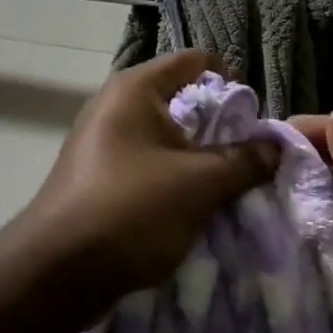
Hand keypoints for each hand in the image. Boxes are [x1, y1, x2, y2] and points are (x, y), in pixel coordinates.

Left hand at [19, 51, 280, 304]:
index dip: (229, 80)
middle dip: (217, 125)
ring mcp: (100, 141)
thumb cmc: (132, 209)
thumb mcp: (200, 184)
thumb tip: (275, 147)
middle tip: (246, 154)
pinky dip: (171, 176)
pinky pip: (144, 163)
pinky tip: (190, 205)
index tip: (253, 116)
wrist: (57, 272)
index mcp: (135, 89)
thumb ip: (244, 161)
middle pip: (179, 99)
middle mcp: (113, 105)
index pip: (193, 61)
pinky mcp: (95, 175)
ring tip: (225, 183)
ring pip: (163, 136)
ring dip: (196, 156)